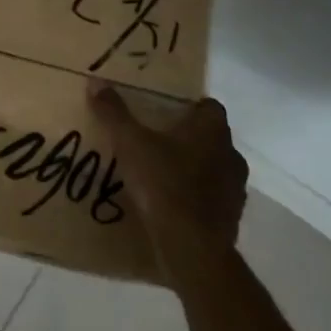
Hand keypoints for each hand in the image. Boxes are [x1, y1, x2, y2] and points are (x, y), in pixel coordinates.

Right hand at [89, 81, 246, 274]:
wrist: (192, 248)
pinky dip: (196, 198)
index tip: (164, 113)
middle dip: (188, 139)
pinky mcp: (231, 218)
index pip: (208, 106)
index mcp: (212, 130)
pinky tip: (171, 205)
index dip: (188, 107)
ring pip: (214, 169)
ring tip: (162, 175)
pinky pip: (212, 199)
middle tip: (156, 142)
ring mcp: (235, 188)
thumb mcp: (130, 144)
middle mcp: (231, 154)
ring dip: (194, 169)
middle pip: (211, 137)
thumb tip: (96, 82)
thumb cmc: (164, 184)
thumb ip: (114, 113)